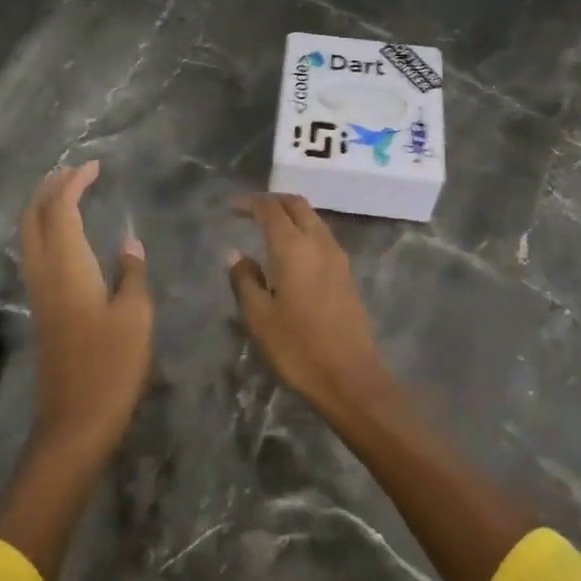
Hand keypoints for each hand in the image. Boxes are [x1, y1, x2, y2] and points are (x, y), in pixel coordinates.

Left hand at [18, 161, 152, 454]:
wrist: (75, 423)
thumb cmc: (111, 367)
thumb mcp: (135, 317)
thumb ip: (132, 274)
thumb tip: (129, 244)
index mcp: (68, 267)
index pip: (61, 209)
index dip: (74, 182)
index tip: (94, 166)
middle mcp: (45, 273)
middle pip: (33, 217)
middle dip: (49, 188)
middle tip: (75, 171)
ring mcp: (39, 293)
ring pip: (29, 235)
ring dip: (43, 207)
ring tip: (68, 193)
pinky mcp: (41, 310)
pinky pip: (34, 253)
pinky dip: (45, 230)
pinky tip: (65, 236)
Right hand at [228, 194, 392, 419]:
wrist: (350, 378)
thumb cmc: (297, 348)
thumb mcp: (259, 317)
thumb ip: (244, 280)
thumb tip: (235, 254)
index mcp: (293, 247)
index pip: (270, 209)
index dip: (249, 203)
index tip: (230, 208)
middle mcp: (318, 242)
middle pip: (296, 205)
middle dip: (272, 201)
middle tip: (249, 210)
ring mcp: (337, 257)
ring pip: (312, 218)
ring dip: (290, 214)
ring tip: (267, 227)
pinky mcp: (346, 273)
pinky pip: (322, 236)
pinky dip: (303, 230)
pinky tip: (291, 251)